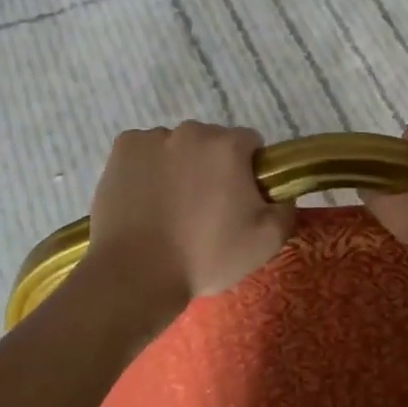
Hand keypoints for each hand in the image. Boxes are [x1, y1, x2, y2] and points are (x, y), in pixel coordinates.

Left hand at [80, 123, 295, 317]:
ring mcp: (152, 138)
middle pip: (212, 142)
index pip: (251, 144)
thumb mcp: (266, 242)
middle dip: (214, 166)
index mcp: (229, 146)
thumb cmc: (205, 257)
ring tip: (171, 208)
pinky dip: (148, 167)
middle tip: (206, 208)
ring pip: (177, 146)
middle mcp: (191, 131)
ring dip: (180, 165)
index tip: (240, 200)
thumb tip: (281, 192)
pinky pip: (145, 151)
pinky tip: (146, 199)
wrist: (135, 275)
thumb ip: (285, 208)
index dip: (250, 171)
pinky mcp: (122, 149)